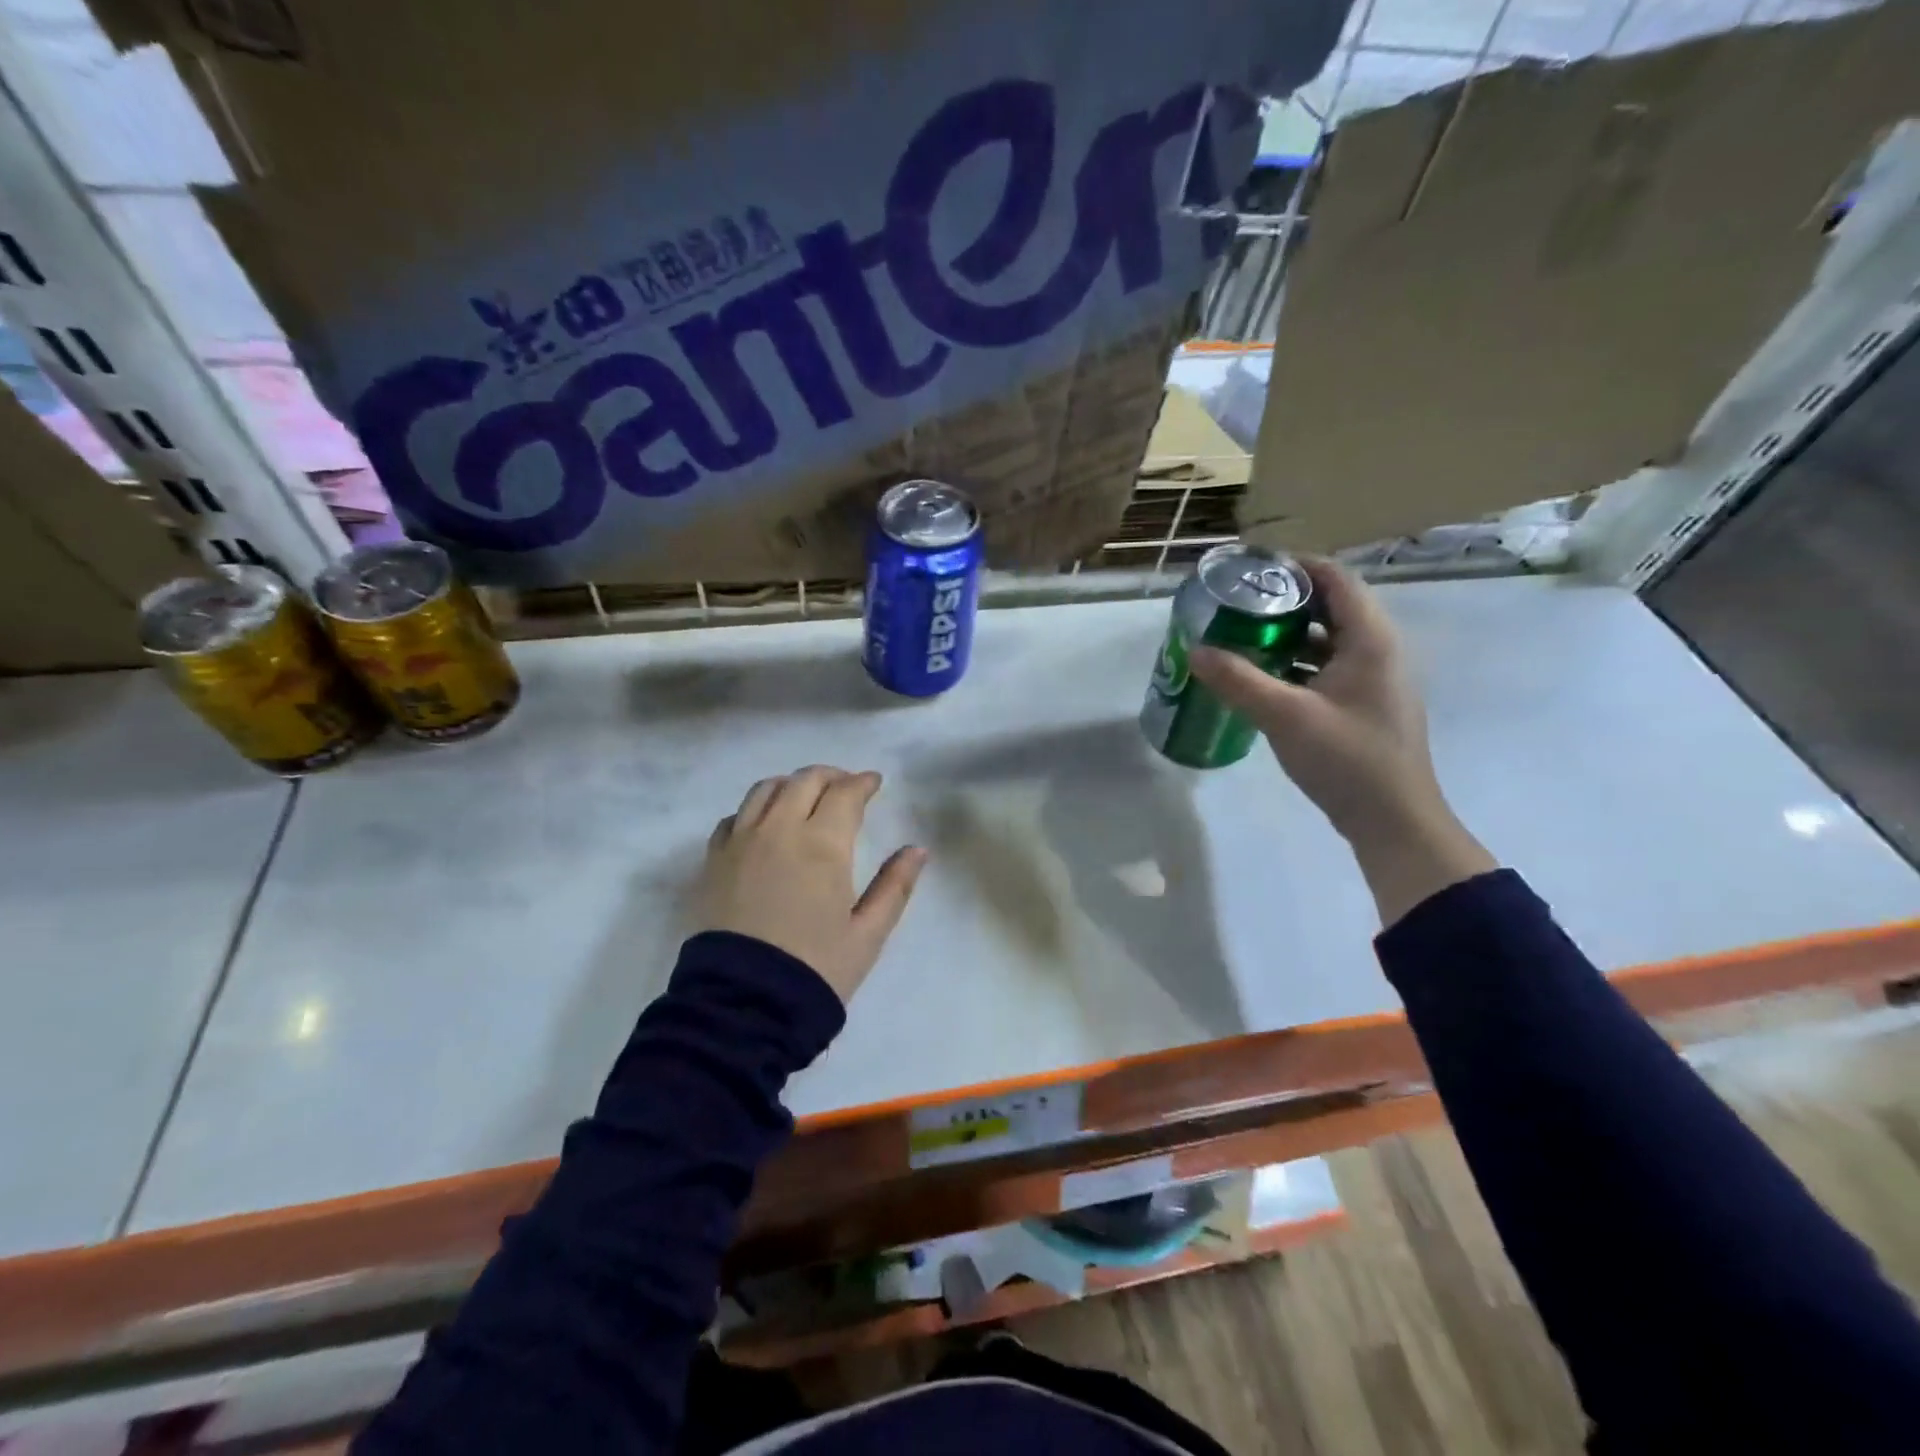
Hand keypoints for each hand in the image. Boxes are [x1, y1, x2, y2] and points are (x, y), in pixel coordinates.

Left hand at [698, 765, 926, 1001]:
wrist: (744, 1004)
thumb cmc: (815, 968)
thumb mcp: (868, 934)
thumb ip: (895, 886)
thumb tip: (918, 850)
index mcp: (822, 844)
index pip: (845, 793)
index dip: (863, 783)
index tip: (874, 783)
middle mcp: (779, 830)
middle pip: (804, 780)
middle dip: (830, 776)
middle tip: (845, 786)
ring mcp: (740, 842)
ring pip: (765, 789)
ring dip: (791, 784)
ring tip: (805, 797)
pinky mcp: (713, 861)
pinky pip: (734, 817)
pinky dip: (755, 809)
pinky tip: (765, 825)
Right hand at [1189, 557, 1493, 925]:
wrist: (1393, 821)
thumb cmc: (1346, 760)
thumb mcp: (1285, 717)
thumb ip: (1238, 680)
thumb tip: (1194, 650)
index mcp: (1371, 639)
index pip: (1335, 579)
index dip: (1295, 566)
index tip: (1250, 569)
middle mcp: (1379, 650)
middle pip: (1330, 606)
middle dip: (1283, 601)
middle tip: (1236, 604)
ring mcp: (1374, 679)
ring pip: (1328, 640)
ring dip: (1287, 635)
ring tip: (1241, 636)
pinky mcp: (1365, 704)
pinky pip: (1328, 667)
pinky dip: (1296, 663)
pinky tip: (1262, 677)